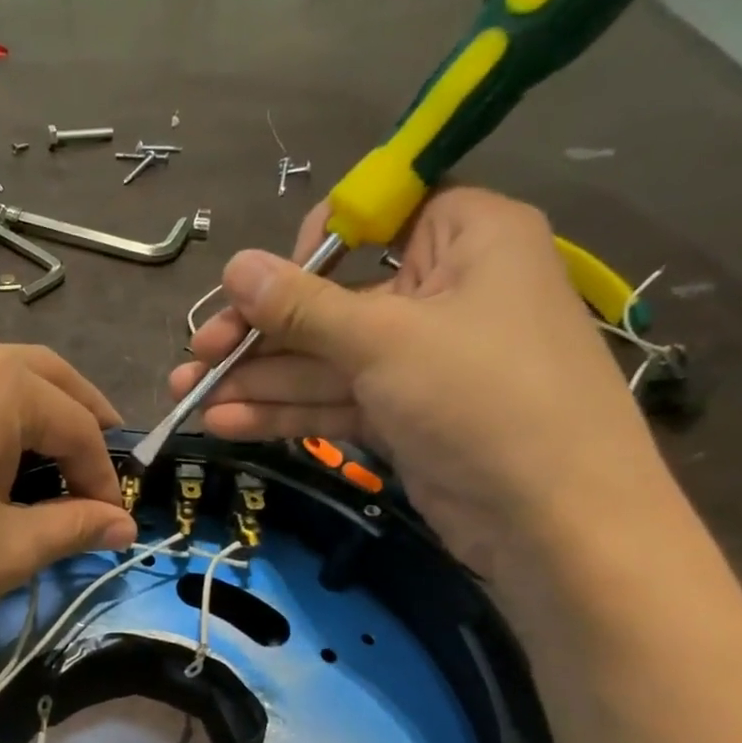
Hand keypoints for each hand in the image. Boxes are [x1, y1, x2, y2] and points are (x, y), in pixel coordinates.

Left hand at [0, 342, 137, 698]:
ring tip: (43, 462)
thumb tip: (124, 527)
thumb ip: (76, 526)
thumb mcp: (10, 549)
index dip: (103, 472)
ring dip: (24, 413)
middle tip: (99, 461)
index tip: (114, 518)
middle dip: (76, 417)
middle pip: (34, 376)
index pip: (74, 421)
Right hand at [168, 187, 672, 583]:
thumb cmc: (483, 399)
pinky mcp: (402, 414)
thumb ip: (302, 306)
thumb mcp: (384, 341)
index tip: (261, 284)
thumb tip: (234, 265)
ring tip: (187, 396)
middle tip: (196, 357)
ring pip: (324, 359)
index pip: (375, 219)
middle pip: (331, 301)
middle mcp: (441, 291)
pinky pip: (333, 400)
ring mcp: (419, 359)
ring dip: (257, 379)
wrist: (553, 523)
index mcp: (465, 238)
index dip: (311, 249)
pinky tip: (224, 422)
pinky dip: (283, 411)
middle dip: (258, 334)